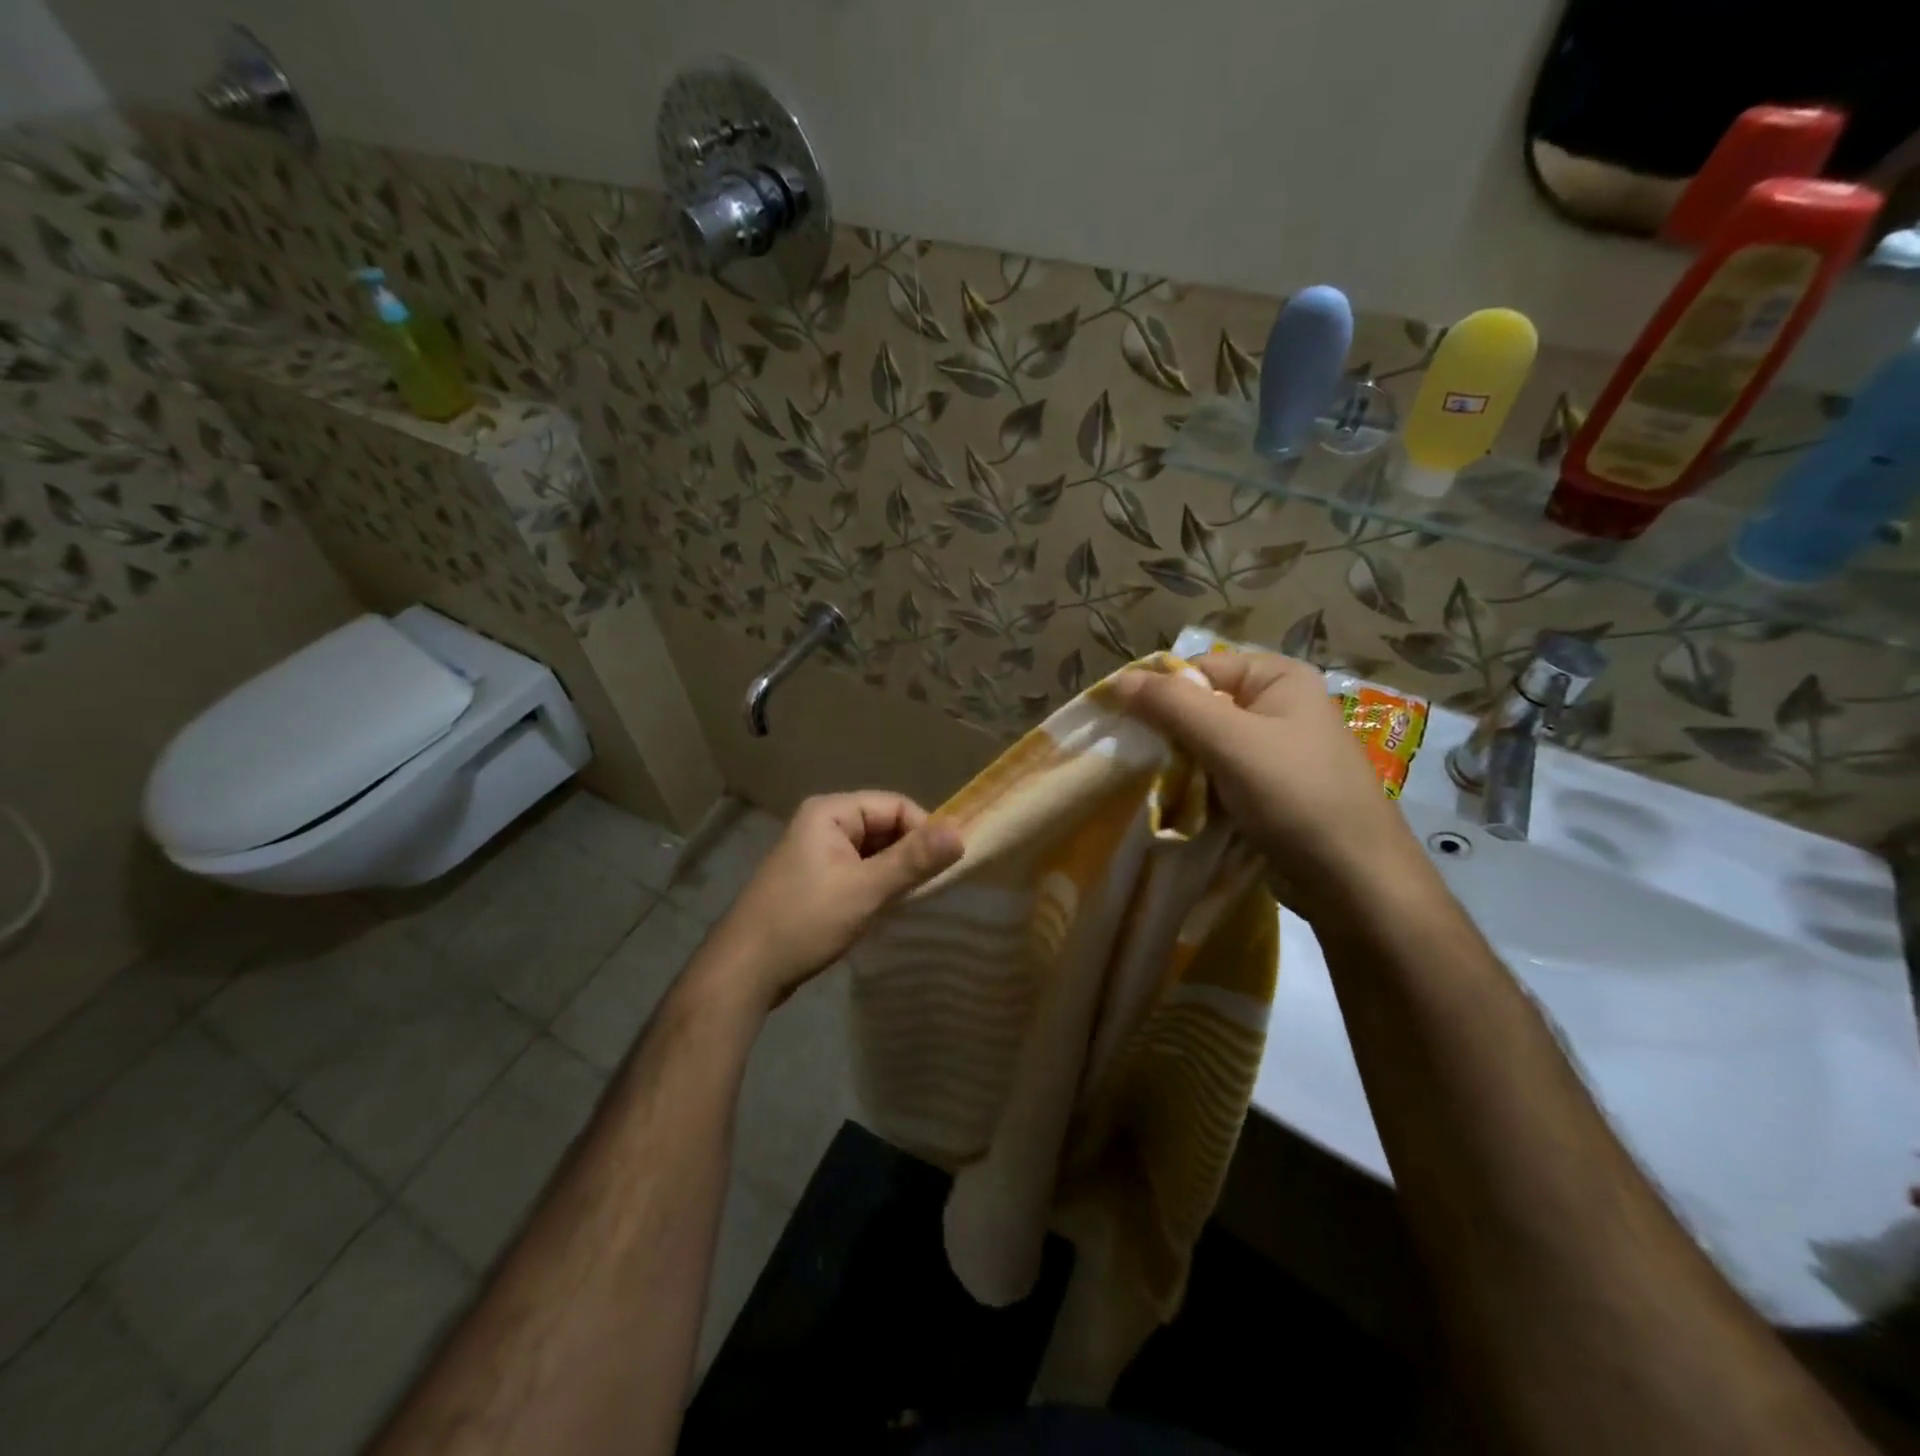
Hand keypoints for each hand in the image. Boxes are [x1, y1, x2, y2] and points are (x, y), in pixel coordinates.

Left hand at [701, 793, 963, 1010]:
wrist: (744, 970)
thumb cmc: (805, 922)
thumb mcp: (865, 890)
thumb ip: (913, 860)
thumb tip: (961, 834)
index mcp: (831, 812)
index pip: (895, 805)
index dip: (925, 831)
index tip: (945, 866)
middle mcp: (822, 822)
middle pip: (884, 825)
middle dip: (909, 853)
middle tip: (930, 888)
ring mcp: (816, 851)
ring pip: (873, 850)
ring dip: (894, 872)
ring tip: (910, 900)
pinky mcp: (814, 878)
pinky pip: (858, 869)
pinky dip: (876, 884)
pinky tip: (885, 908)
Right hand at [1113, 653, 1425, 912]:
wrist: (1354, 882)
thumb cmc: (1296, 797)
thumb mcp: (1229, 741)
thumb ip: (1172, 705)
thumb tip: (1118, 680)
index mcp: (1278, 678)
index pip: (1198, 669)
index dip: (1158, 694)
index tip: (1122, 727)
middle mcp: (1278, 707)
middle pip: (1200, 708)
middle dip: (1166, 735)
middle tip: (1133, 761)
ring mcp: (1275, 752)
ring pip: (1205, 747)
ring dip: (1177, 767)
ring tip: (1149, 787)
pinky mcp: (1269, 790)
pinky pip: (1218, 777)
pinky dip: (1195, 790)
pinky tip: (1175, 807)